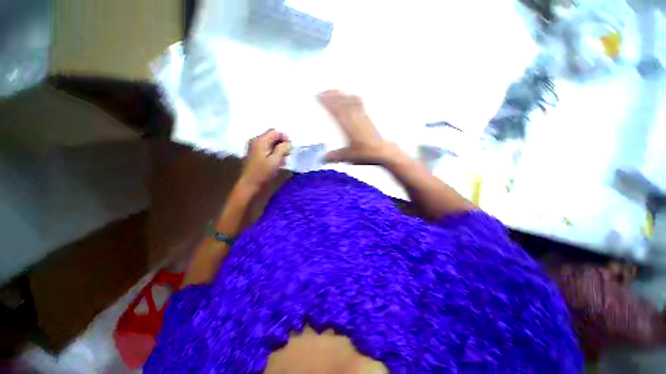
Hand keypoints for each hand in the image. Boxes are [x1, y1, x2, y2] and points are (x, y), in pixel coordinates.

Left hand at [238, 129, 291, 193]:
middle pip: (272, 136)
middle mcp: (256, 141)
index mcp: (260, 140)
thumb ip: (283, 149)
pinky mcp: (255, 154)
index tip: (291, 148)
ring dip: (278, 149)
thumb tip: (289, 142)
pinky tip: (277, 161)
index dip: (285, 137)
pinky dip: (274, 153)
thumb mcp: (275, 160)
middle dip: (282, 143)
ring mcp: (254, 147)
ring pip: (270, 143)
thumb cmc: (263, 173)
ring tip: (284, 159)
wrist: (249, 185)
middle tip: (288, 154)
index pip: (275, 132)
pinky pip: (267, 149)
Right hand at [318, 90, 395, 164]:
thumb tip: (323, 158)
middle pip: (341, 103)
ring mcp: (361, 116)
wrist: (382, 151)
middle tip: (323, 92)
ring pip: (349, 101)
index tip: (319, 96)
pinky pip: (359, 104)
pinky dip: (352, 98)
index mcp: (348, 127)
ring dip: (341, 95)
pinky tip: (351, 96)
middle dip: (331, 96)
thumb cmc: (366, 153)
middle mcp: (354, 118)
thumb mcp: (347, 156)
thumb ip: (333, 156)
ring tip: (334, 91)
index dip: (326, 102)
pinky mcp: (367, 117)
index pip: (335, 110)